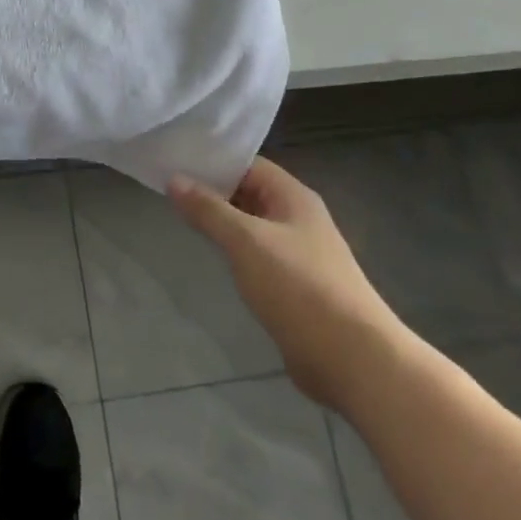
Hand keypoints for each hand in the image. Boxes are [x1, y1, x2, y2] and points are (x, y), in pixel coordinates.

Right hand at [168, 157, 410, 410]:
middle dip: (212, 190)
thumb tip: (174, 179)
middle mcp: (298, 219)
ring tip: (178, 215)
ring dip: (220, 221)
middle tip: (167, 187)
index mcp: (294, 198)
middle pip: (249, 193)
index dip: (214, 160)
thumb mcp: (246, 241)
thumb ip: (208, 210)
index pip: (249, 165)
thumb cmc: (299, 287)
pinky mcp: (293, 286)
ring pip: (251, 226)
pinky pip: (256, 256)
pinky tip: (210, 255)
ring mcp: (298, 254)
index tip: (175, 160)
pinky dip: (232, 251)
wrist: (353, 359)